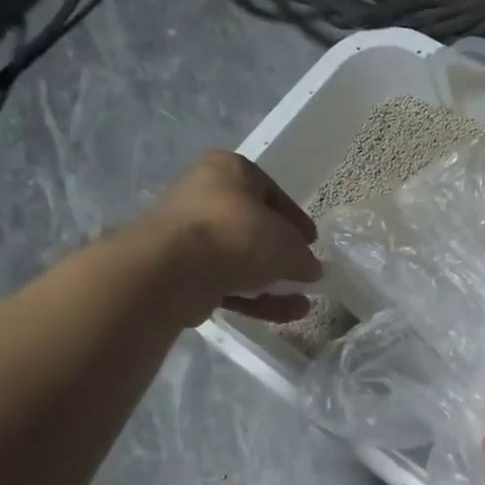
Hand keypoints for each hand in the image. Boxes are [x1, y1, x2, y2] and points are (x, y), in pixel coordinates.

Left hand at [143, 152, 321, 322]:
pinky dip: (251, 297)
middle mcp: (203, 194)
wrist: (174, 268)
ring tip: (299, 305)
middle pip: (251, 226)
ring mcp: (186, 233)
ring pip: (237, 258)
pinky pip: (222, 280)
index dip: (295, 220)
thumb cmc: (239, 235)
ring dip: (269, 282)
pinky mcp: (177, 269)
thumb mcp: (289, 245)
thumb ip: (303, 258)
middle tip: (301, 273)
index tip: (310, 243)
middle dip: (279, 255)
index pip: (271, 192)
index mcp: (228, 170)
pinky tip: (279, 314)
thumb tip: (309, 270)